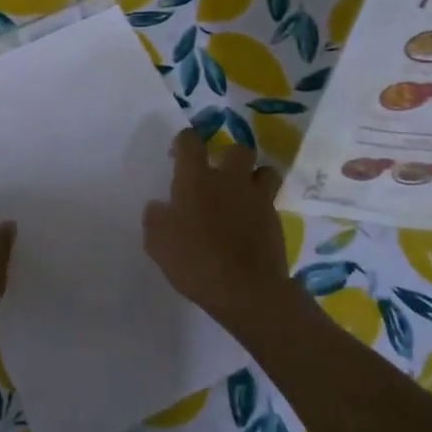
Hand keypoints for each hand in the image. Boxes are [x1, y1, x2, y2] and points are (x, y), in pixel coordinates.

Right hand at [143, 131, 303, 338]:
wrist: (246, 289)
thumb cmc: (195, 261)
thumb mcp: (158, 243)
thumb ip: (155, 219)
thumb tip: (159, 207)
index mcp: (196, 178)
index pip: (190, 142)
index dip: (183, 142)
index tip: (177, 154)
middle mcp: (230, 179)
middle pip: (237, 149)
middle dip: (227, 156)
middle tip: (216, 174)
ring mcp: (257, 198)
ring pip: (264, 171)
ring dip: (253, 177)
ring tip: (241, 193)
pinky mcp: (276, 220)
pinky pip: (270, 202)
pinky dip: (260, 207)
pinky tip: (250, 224)